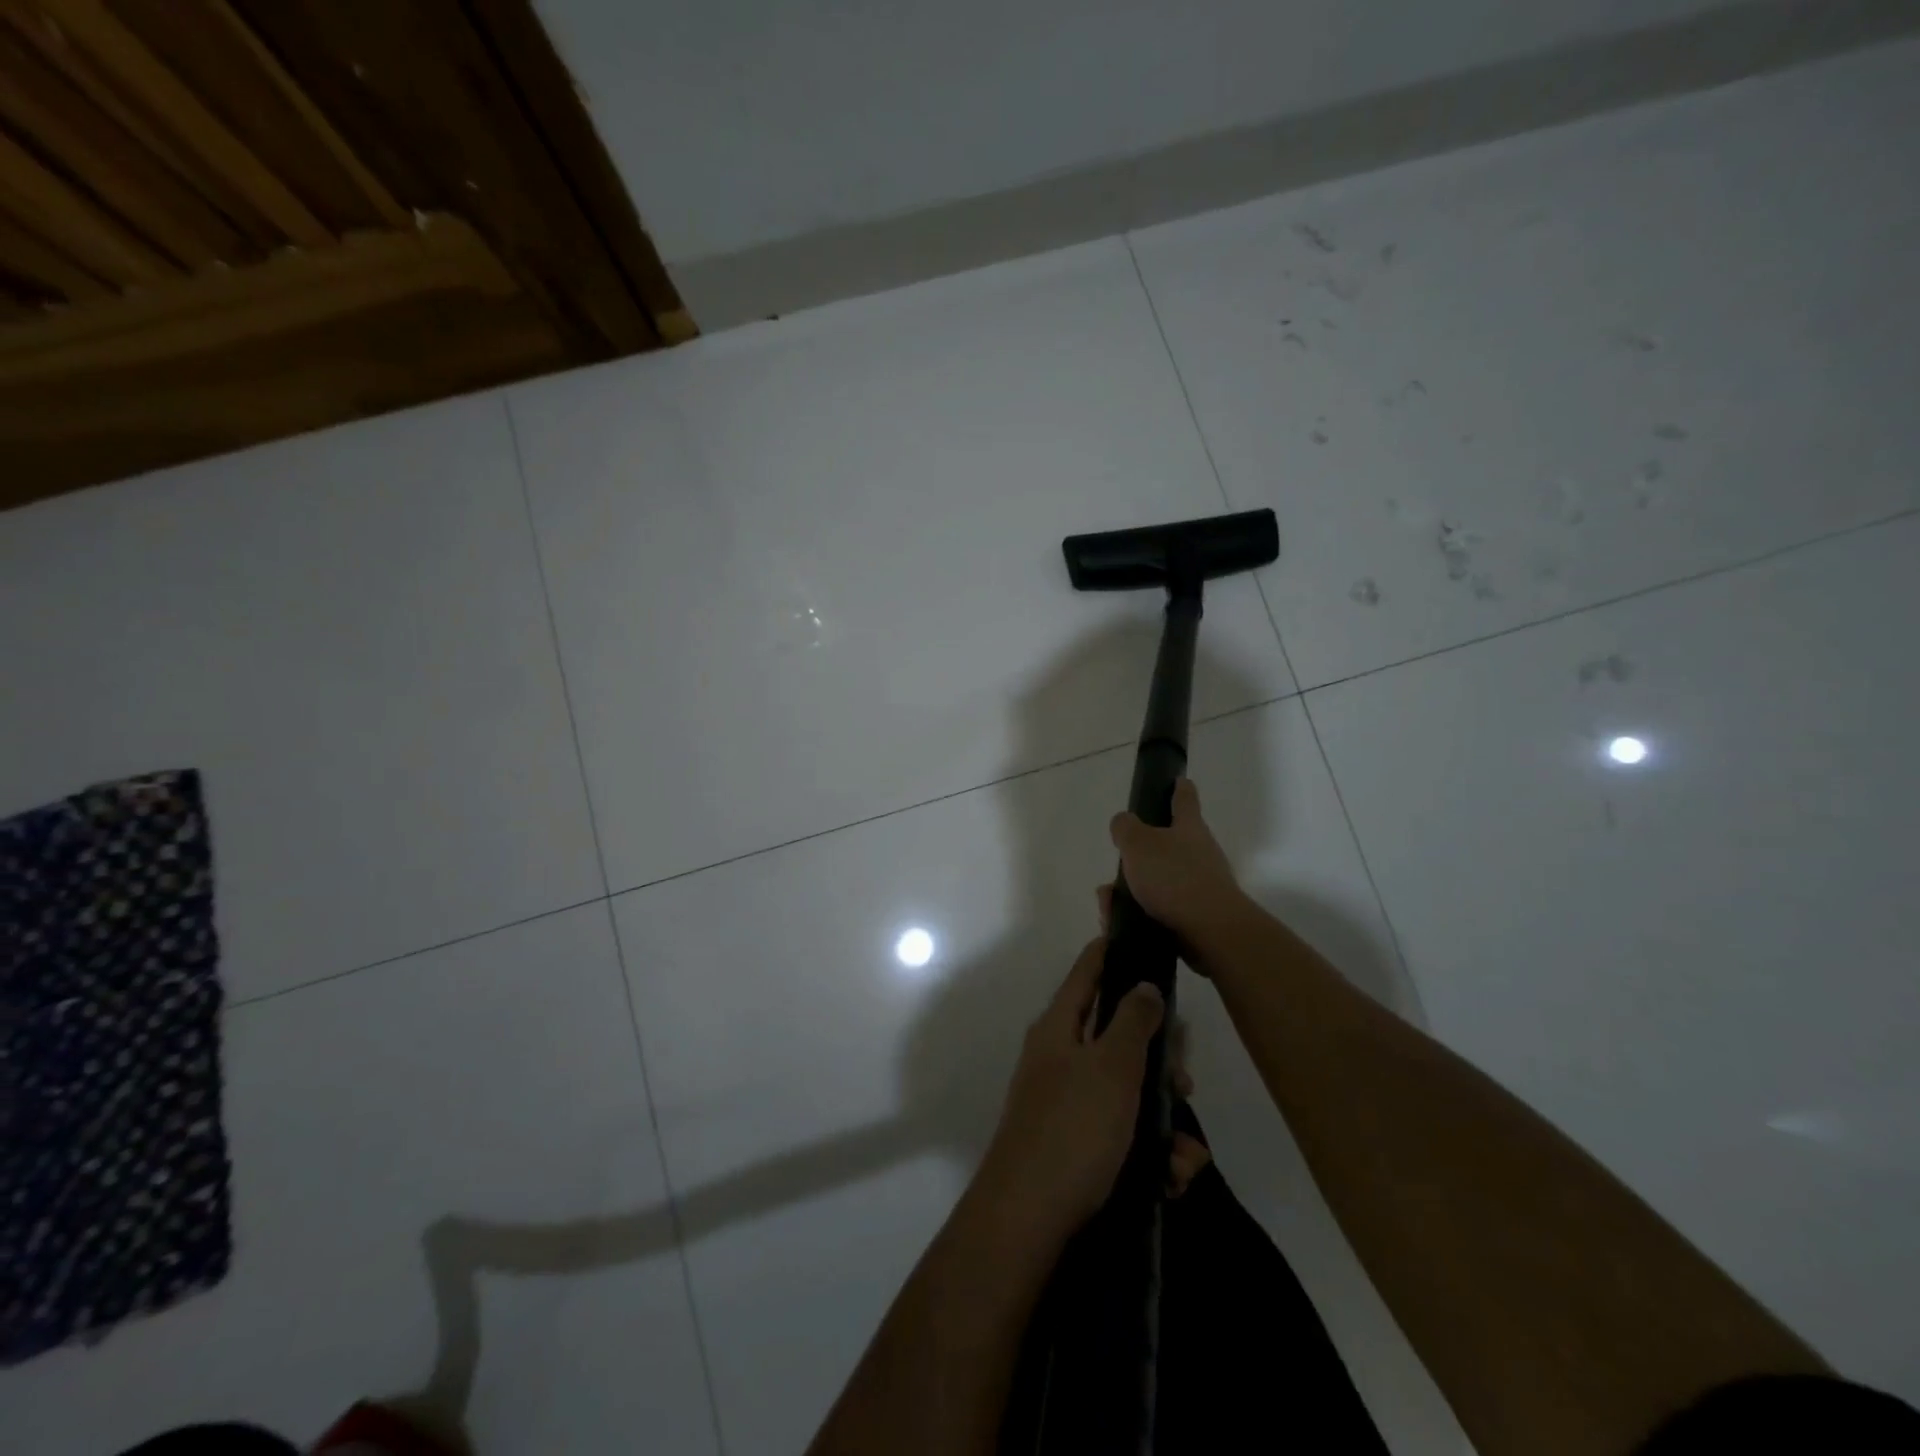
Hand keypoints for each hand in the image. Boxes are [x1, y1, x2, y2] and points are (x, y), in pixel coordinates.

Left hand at [979, 937, 1209, 1245]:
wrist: (1029, 1221)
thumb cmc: (1073, 1129)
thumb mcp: (1111, 1067)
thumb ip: (1133, 1021)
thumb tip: (1143, 984)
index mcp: (1059, 1027)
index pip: (1088, 971)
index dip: (1114, 953)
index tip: (1146, 943)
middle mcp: (1060, 1057)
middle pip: (1117, 1035)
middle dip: (1159, 1059)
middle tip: (1186, 1078)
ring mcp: (1068, 1103)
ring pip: (1128, 1091)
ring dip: (1163, 1119)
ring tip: (1185, 1155)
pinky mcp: (1078, 1146)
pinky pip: (1123, 1134)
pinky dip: (1151, 1153)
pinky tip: (1171, 1180)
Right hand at [1105, 779, 1249, 975]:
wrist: (1211, 932)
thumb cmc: (1174, 877)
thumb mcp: (1138, 843)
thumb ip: (1125, 828)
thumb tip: (1124, 823)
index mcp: (1189, 828)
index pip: (1185, 799)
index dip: (1179, 788)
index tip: (1178, 780)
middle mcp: (1200, 853)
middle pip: (1168, 845)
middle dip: (1139, 855)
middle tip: (1118, 864)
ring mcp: (1201, 886)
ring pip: (1158, 881)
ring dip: (1131, 890)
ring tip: (1108, 903)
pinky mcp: (1196, 916)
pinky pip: (1159, 909)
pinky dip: (1137, 913)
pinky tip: (1118, 923)